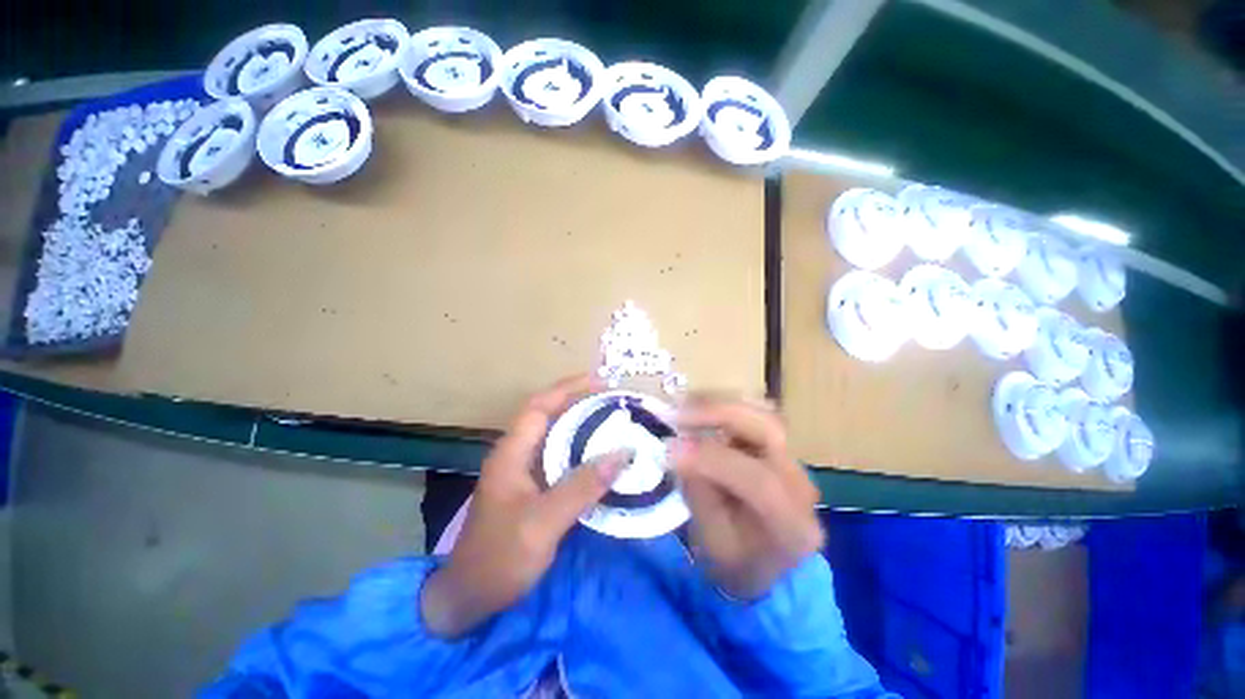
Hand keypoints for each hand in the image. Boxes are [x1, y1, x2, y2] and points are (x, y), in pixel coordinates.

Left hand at [420, 374, 629, 637]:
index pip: (539, 405)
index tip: (601, 381)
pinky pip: (561, 461)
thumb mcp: (543, 523)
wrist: (468, 600)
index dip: (568, 388)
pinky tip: (603, 460)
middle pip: (550, 417)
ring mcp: (524, 473)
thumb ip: (582, 487)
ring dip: (584, 428)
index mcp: (511, 453)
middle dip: (581, 404)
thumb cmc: (499, 559)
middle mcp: (517, 455)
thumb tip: (622, 453)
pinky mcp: (533, 490)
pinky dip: (582, 453)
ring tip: (616, 424)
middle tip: (616, 403)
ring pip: (557, 438)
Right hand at [670, 396, 823, 599]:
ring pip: (762, 413)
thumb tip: (678, 448)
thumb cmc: (736, 562)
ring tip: (683, 406)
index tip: (671, 449)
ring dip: (720, 405)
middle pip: (769, 431)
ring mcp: (794, 461)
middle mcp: (801, 485)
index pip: (759, 482)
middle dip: (720, 414)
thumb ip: (699, 493)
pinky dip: (723, 407)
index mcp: (793, 526)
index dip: (713, 459)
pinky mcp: (779, 448)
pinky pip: (753, 416)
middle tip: (679, 415)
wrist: (765, 565)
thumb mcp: (713, 541)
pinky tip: (698, 410)